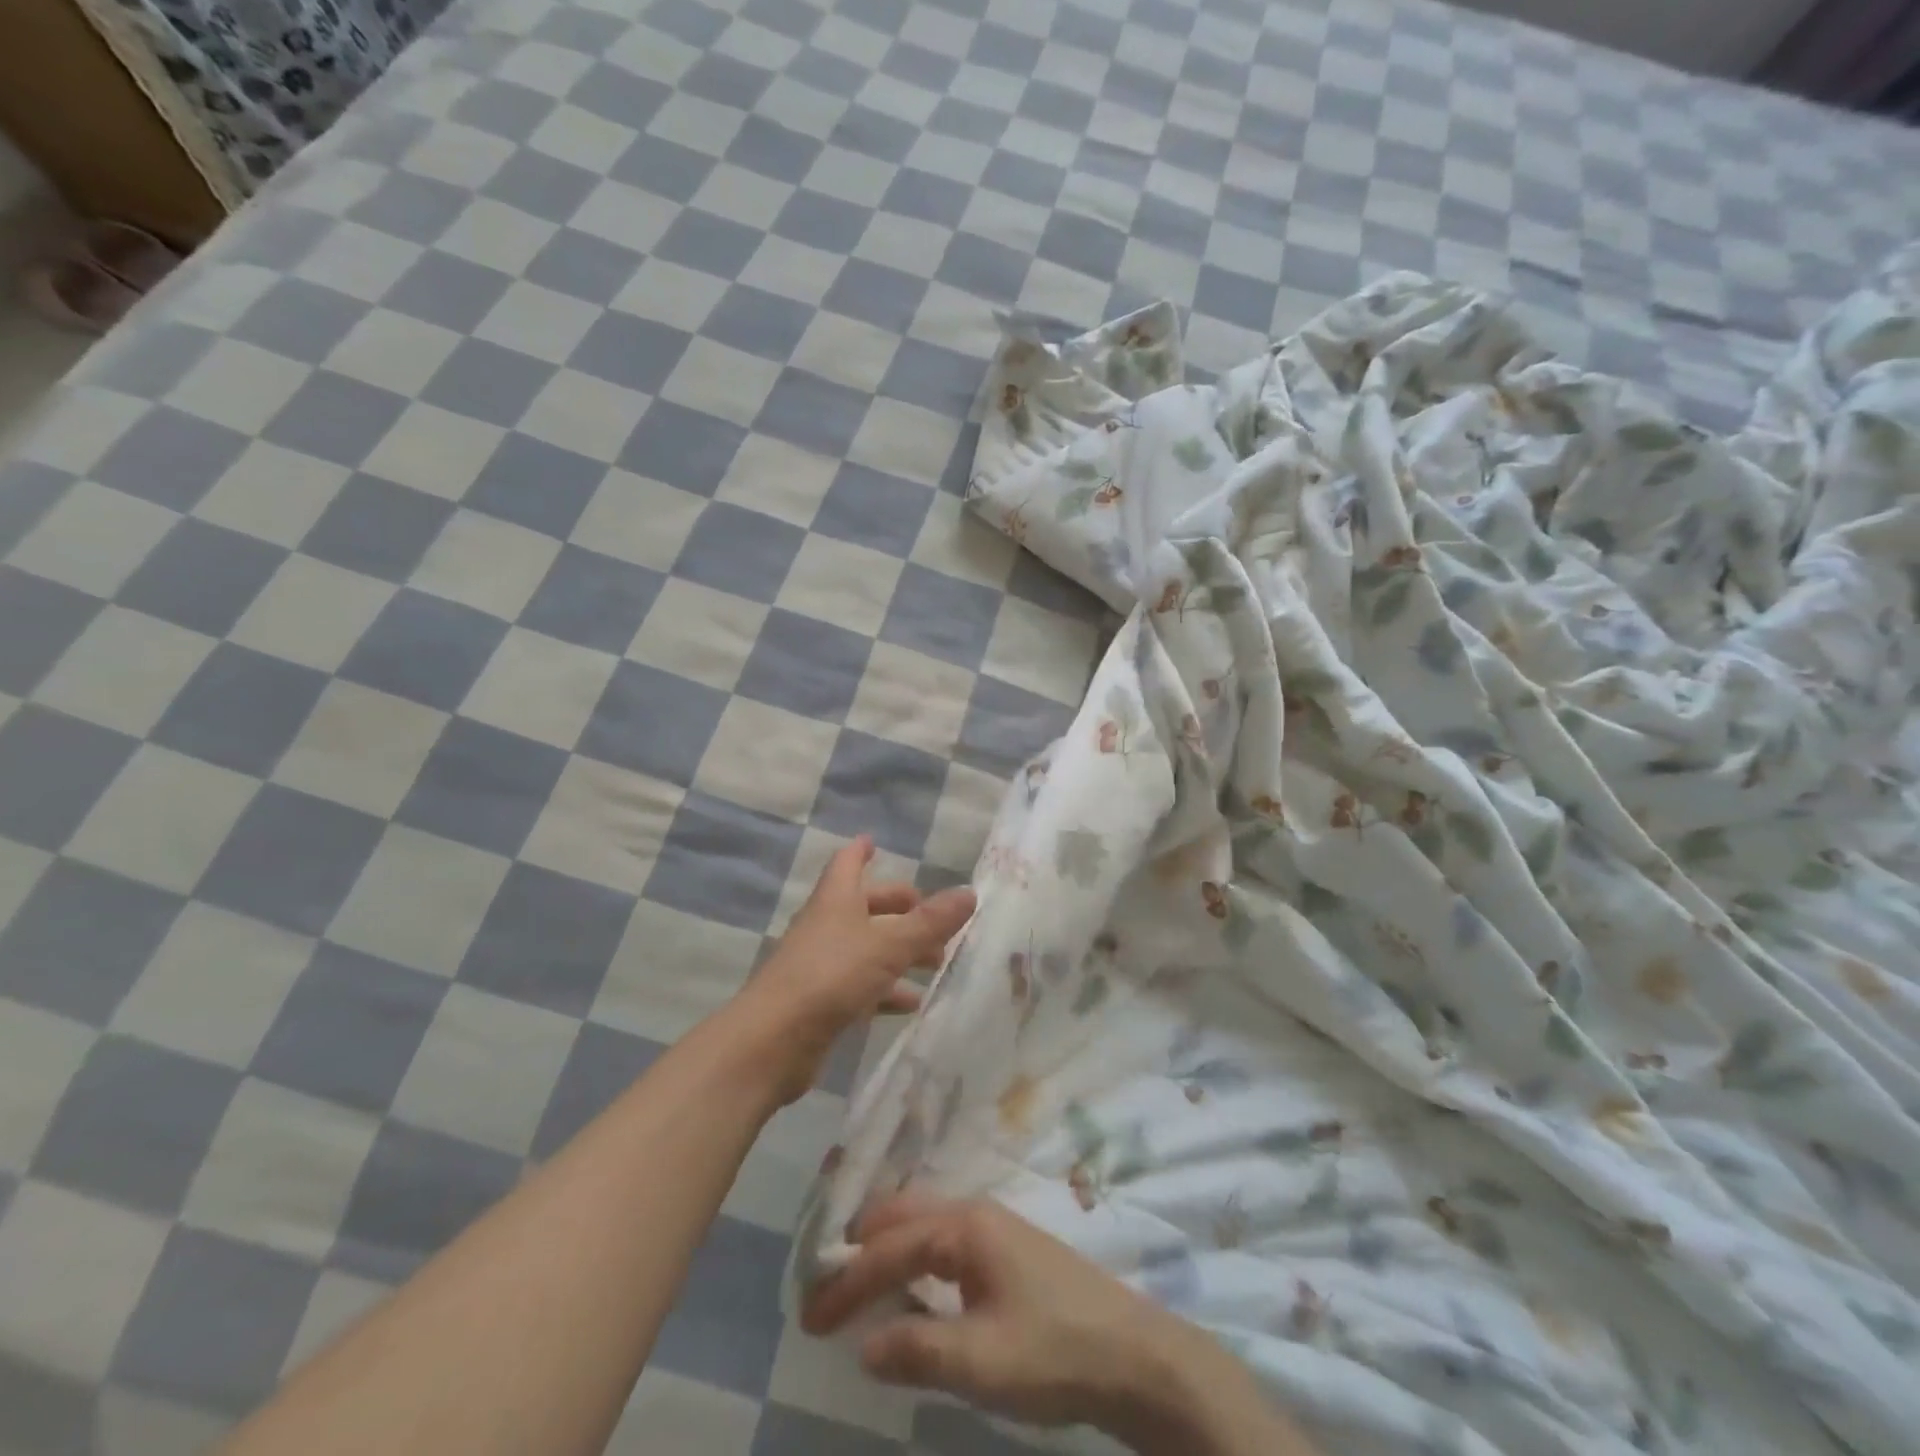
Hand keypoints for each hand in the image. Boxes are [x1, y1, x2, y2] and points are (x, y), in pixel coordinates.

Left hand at [743, 836, 973, 1104]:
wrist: (772, 1041)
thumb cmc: (830, 976)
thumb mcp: (888, 945)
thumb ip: (930, 922)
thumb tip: (970, 893)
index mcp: (836, 900)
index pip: (847, 863)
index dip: (861, 851)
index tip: (874, 841)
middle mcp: (826, 926)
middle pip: (864, 906)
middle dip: (898, 908)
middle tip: (933, 916)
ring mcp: (821, 965)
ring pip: (867, 948)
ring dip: (900, 951)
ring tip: (937, 962)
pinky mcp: (821, 1001)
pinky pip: (862, 986)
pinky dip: (888, 990)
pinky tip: (913, 1002)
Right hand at [800, 1197, 1229, 1444]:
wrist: (1133, 1354)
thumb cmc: (1054, 1349)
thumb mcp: (981, 1360)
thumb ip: (917, 1349)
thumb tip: (863, 1343)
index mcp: (965, 1225)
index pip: (889, 1246)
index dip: (846, 1282)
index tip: (809, 1317)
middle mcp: (974, 1212)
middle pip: (903, 1216)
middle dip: (860, 1248)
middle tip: (824, 1289)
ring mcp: (993, 1228)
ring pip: (924, 1224)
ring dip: (886, 1250)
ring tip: (855, 1285)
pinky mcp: (1006, 1251)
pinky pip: (943, 1241)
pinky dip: (913, 1258)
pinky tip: (909, 1288)